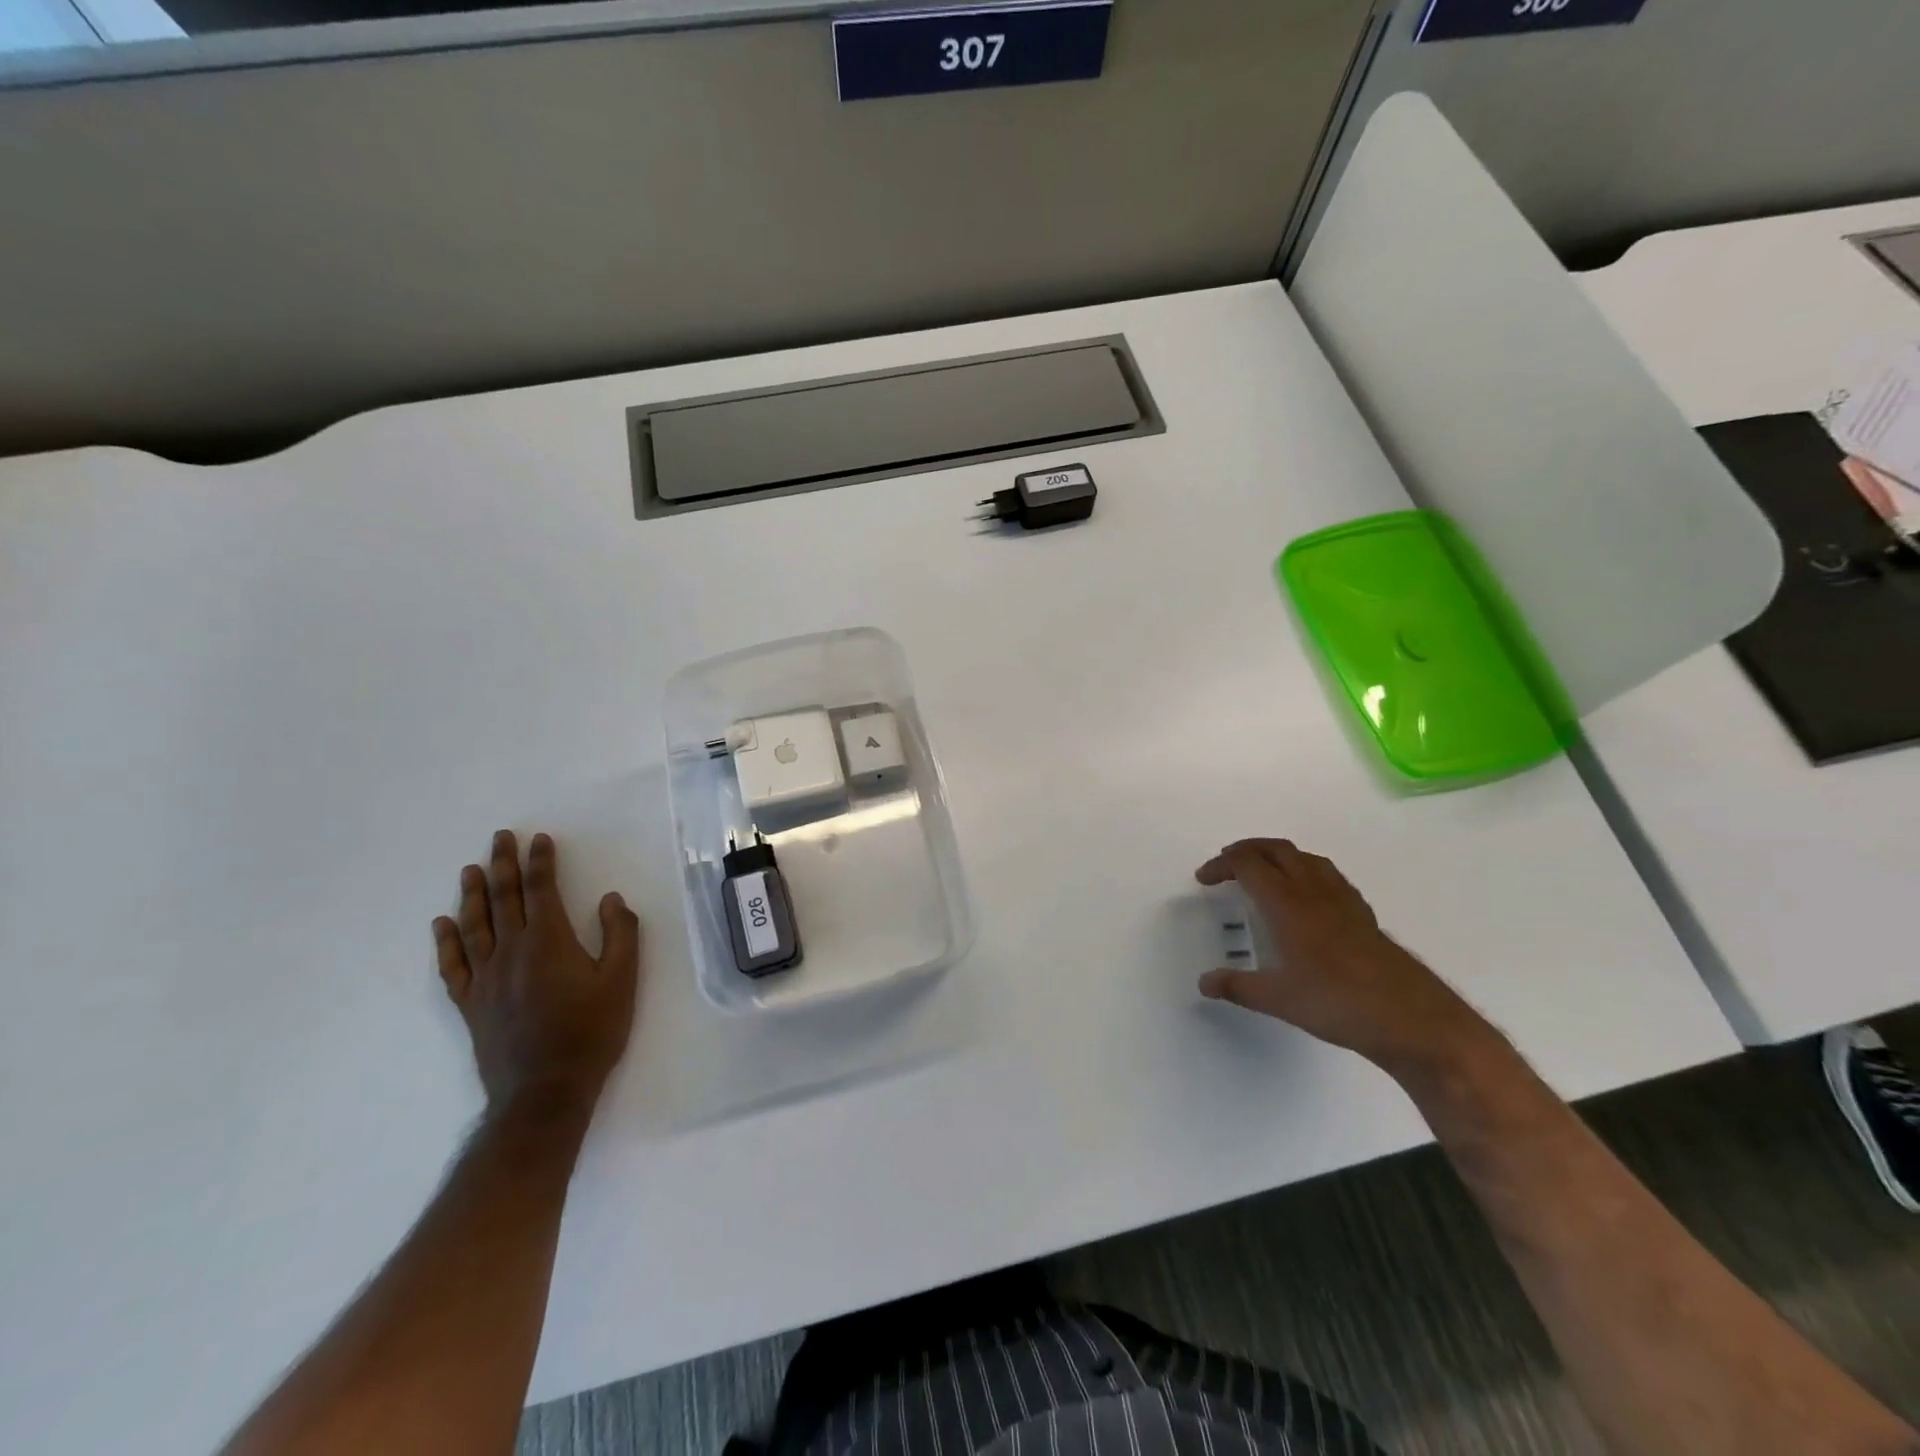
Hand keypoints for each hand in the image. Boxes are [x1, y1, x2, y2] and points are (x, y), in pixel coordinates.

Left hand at [433, 831, 641, 1119]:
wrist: (545, 1091)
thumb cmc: (591, 1032)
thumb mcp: (623, 980)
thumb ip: (620, 934)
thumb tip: (611, 898)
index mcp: (548, 941)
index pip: (541, 889)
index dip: (540, 861)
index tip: (538, 838)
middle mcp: (511, 951)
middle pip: (504, 898)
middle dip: (502, 865)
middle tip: (499, 837)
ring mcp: (485, 978)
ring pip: (475, 925)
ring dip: (472, 894)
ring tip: (470, 869)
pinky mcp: (471, 1004)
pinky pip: (453, 965)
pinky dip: (446, 942)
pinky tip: (443, 924)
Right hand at [1195, 839, 1493, 1077]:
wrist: (1414, 1019)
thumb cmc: (1339, 1003)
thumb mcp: (1279, 1000)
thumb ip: (1238, 987)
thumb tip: (1204, 983)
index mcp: (1288, 904)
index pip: (1248, 865)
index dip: (1221, 865)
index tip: (1204, 879)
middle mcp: (1314, 892)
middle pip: (1276, 850)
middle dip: (1246, 850)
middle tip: (1226, 866)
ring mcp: (1343, 900)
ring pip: (1305, 858)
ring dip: (1277, 856)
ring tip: (1263, 873)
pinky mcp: (1363, 914)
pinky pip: (1328, 875)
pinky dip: (1305, 872)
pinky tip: (1306, 898)